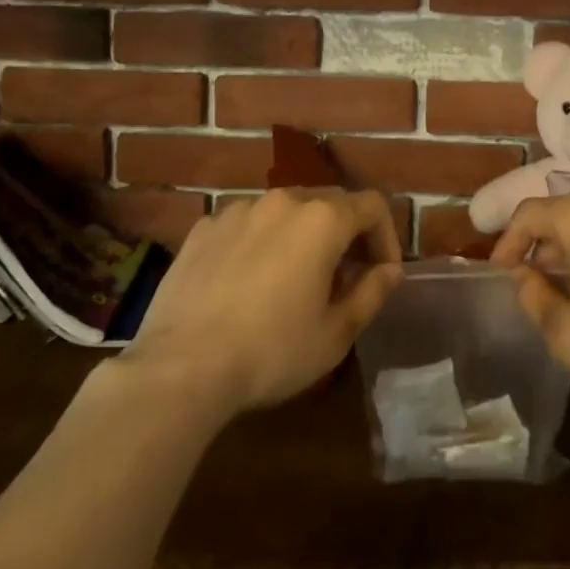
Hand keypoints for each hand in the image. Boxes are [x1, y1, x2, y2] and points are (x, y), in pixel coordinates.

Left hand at [121, 187, 403, 417]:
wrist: (180, 368)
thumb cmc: (272, 351)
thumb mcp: (336, 333)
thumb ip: (372, 292)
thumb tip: (389, 270)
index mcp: (323, 219)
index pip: (372, 206)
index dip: (386, 236)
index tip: (381, 273)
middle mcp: (284, 200)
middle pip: (330, 202)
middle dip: (346, 234)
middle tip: (343, 277)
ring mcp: (239, 210)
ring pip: (286, 211)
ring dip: (301, 235)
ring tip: (293, 279)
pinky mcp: (204, 228)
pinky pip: (246, 225)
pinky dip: (260, 242)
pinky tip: (247, 282)